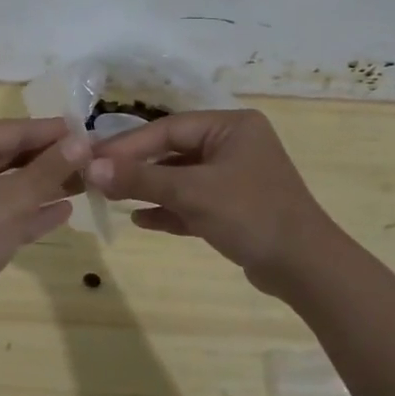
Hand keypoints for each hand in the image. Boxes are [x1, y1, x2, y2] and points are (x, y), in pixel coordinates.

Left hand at [0, 117, 88, 320]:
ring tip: (86, 183)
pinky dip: (30, 209)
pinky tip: (64, 210)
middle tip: (92, 159)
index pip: (11, 129)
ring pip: (8, 183)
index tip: (87, 131)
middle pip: (10, 154)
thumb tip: (81, 141)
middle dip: (50, 160)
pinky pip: (3, 209)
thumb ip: (50, 168)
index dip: (51, 132)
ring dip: (44, 184)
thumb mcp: (15, 198)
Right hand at [85, 109, 337, 293]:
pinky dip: (168, 209)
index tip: (92, 157)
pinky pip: (192, 202)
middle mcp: (234, 145)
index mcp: (231, 126)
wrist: (305, 269)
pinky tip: (140, 220)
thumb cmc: (250, 215)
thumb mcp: (191, 193)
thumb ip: (140, 179)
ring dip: (148, 189)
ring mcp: (235, 177)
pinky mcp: (235, 208)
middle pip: (173, 151)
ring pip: (181, 178)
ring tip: (111, 198)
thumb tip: (89, 167)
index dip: (128, 144)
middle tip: (96, 179)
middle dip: (136, 168)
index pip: (169, 128)